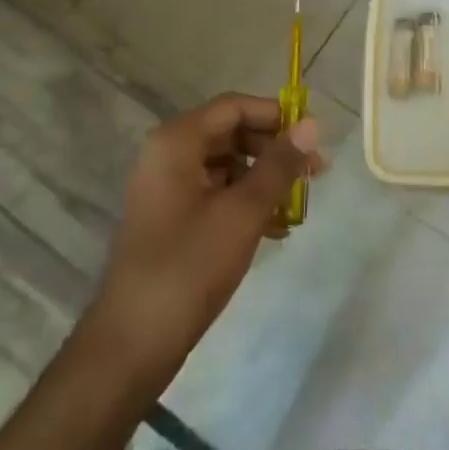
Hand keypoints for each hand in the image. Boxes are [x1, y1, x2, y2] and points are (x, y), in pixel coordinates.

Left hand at [88, 94, 323, 386]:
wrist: (134, 342)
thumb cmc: (190, 266)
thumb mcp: (243, 211)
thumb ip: (280, 164)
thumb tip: (312, 124)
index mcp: (176, 141)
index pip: (234, 107)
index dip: (276, 115)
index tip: (313, 138)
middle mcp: (168, 155)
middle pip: (231, 133)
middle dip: (274, 150)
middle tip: (315, 173)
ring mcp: (167, 188)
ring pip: (227, 166)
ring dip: (264, 180)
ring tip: (298, 206)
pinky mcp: (172, 218)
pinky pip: (216, 194)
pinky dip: (246, 203)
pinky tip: (276, 229)